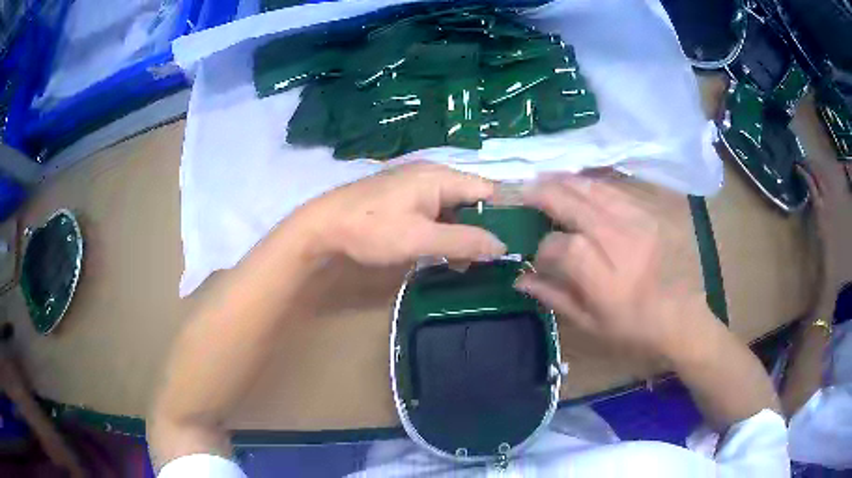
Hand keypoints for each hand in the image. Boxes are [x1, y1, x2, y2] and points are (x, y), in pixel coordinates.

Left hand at [296, 162, 506, 265]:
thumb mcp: (421, 240)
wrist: (322, 226)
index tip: (516, 241)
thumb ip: (464, 242)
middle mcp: (432, 175)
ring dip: (461, 234)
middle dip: (481, 229)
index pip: (488, 190)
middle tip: (488, 260)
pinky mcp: (404, 199)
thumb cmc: (372, 229)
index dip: (505, 213)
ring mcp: (416, 186)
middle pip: (472, 199)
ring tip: (463, 264)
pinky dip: (443, 232)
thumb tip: (503, 246)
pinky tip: (441, 254)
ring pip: (453, 208)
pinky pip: (435, 212)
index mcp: (440, 177)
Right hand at [515, 175, 711, 360]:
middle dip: (545, 194)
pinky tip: (578, 185)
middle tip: (524, 190)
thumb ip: (554, 297)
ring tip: (545, 179)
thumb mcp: (590, 324)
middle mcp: (621, 243)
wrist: (681, 317)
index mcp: (604, 280)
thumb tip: (520, 279)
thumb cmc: (634, 328)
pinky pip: (614, 190)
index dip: (543, 247)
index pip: (561, 247)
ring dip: (565, 182)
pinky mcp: (649, 213)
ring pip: (594, 190)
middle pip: (575, 205)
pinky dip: (590, 185)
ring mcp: (638, 223)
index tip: (539, 254)